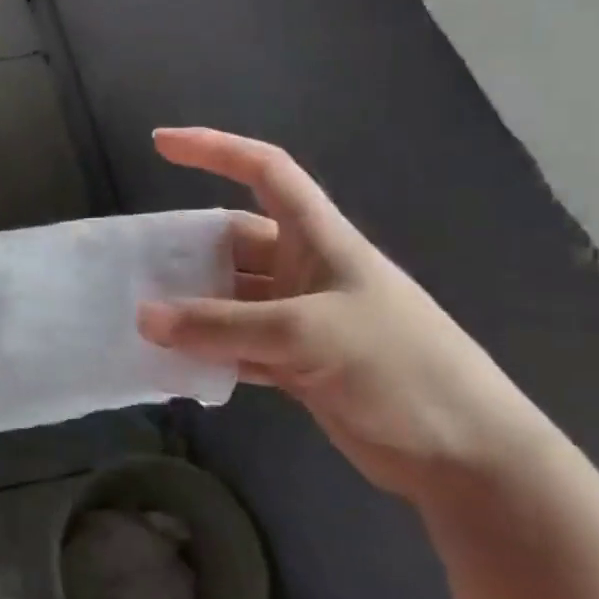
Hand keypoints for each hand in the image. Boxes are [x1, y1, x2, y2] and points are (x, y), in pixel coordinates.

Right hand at [136, 128, 552, 507]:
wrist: (466, 456)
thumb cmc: (399, 367)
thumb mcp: (306, 334)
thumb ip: (222, 326)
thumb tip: (144, 318)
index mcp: (320, 238)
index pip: (265, 171)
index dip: (215, 148)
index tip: (161, 142)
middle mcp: (306, 269)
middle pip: (233, 241)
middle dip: (186, 248)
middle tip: (132, 264)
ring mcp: (301, 318)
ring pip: (231, 298)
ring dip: (192, 307)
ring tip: (140, 316)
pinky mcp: (298, 363)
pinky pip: (238, 345)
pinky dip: (209, 352)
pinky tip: (174, 362)